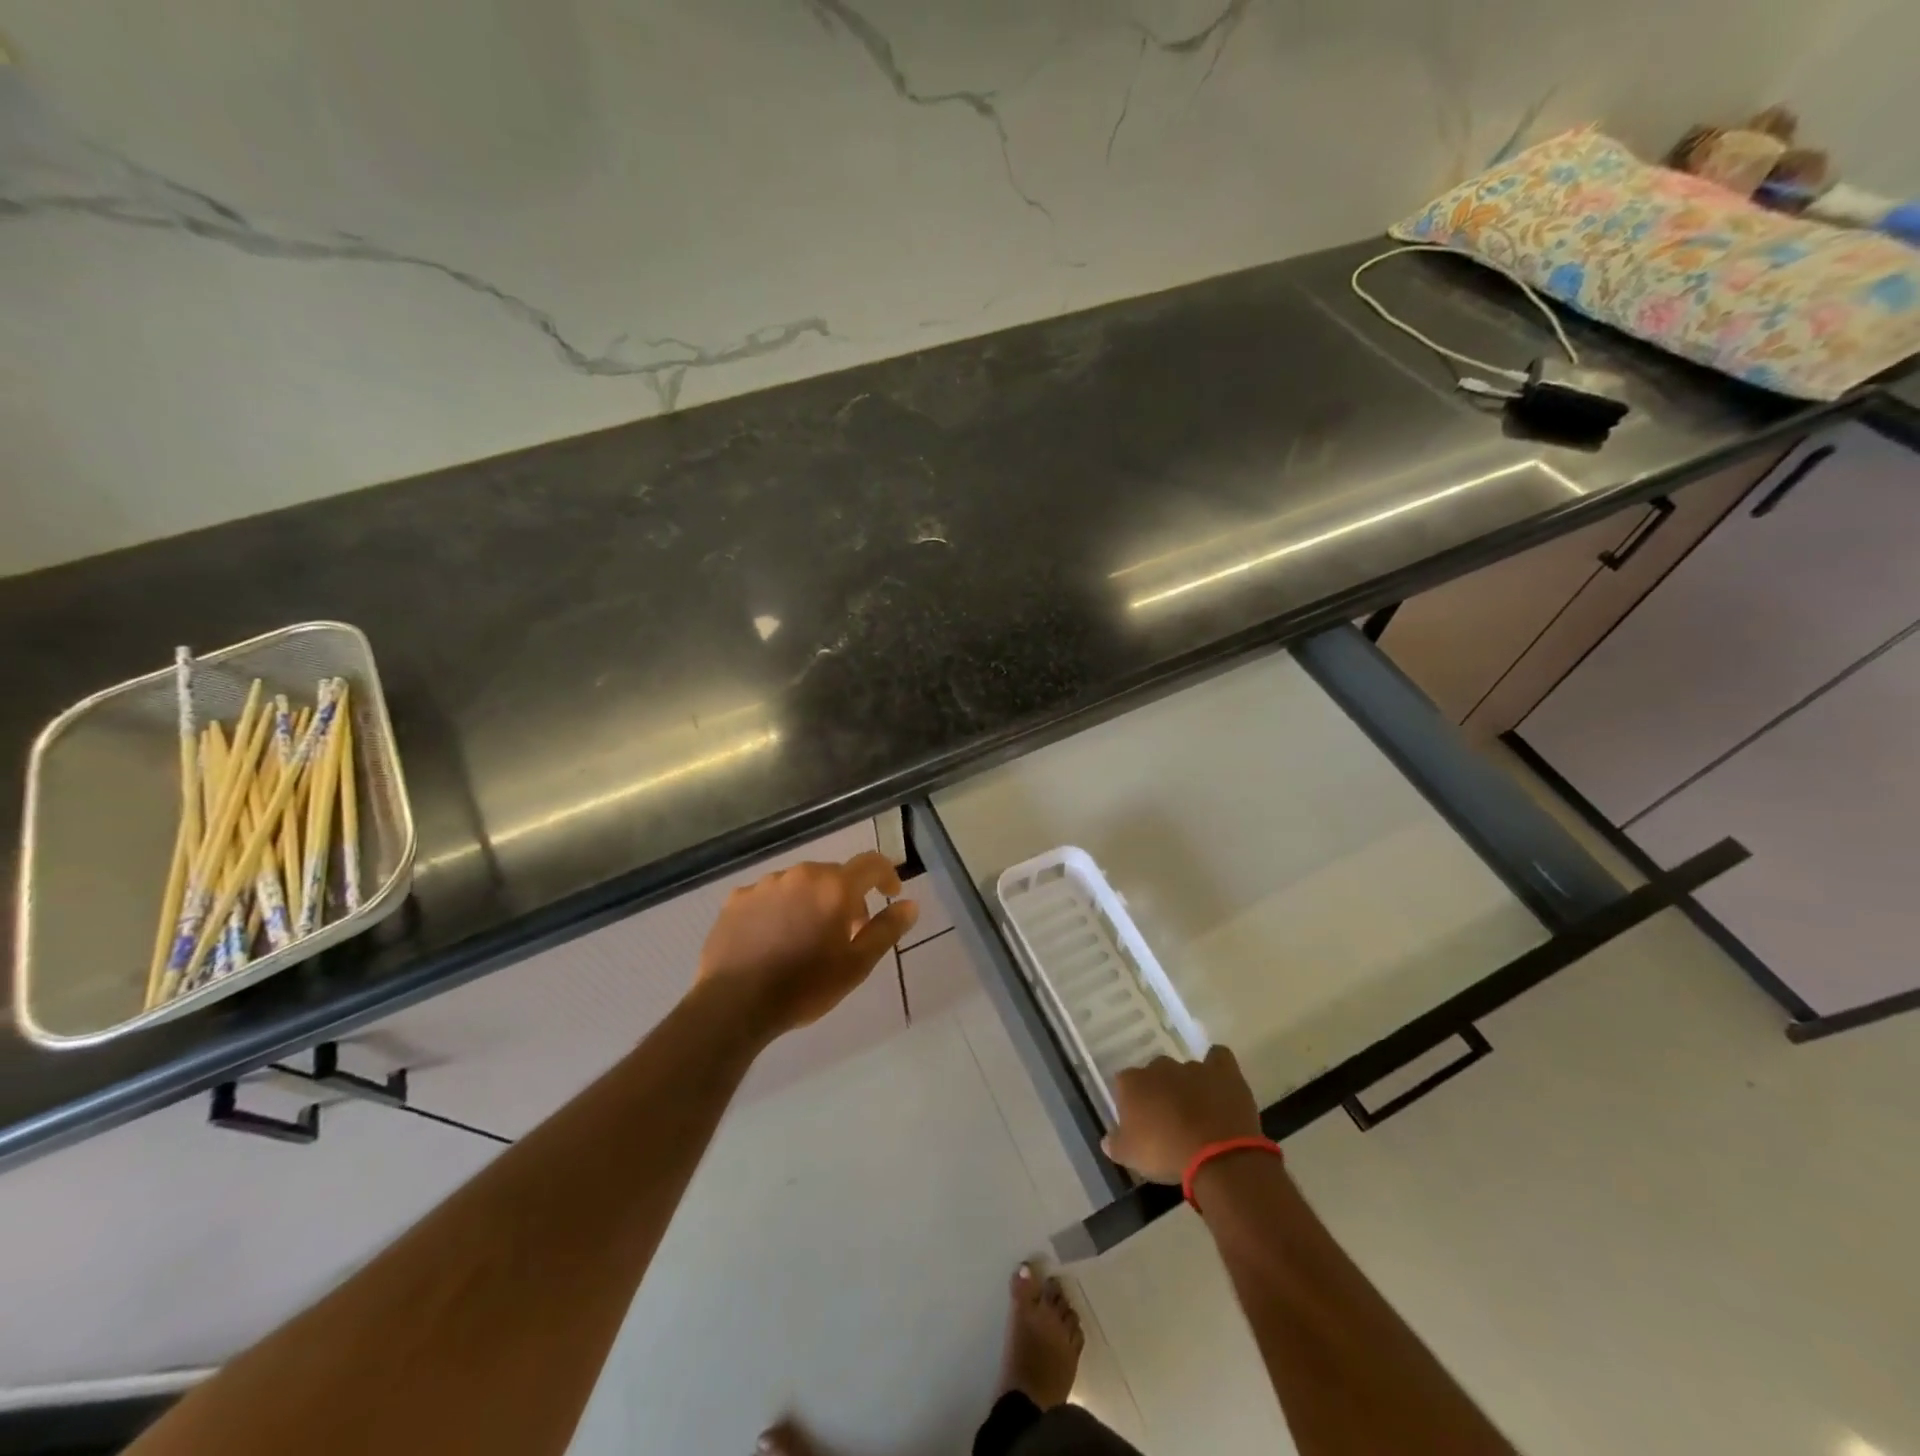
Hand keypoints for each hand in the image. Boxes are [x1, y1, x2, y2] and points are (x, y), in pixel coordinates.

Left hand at [697, 851, 917, 1040]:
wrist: (734, 1004)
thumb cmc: (805, 986)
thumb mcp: (857, 965)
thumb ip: (886, 930)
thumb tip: (910, 904)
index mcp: (834, 887)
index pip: (871, 864)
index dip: (887, 875)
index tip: (891, 895)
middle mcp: (801, 875)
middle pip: (834, 875)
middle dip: (846, 897)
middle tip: (847, 932)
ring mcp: (765, 884)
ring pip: (800, 885)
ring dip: (811, 902)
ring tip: (806, 938)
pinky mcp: (736, 899)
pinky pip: (769, 896)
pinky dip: (780, 910)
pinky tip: (773, 940)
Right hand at [1102, 1046, 1261, 1183]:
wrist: (1216, 1156)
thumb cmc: (1166, 1154)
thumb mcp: (1131, 1158)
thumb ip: (1116, 1144)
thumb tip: (1107, 1140)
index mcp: (1132, 1082)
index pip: (1124, 1084)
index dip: (1131, 1103)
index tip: (1139, 1123)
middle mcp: (1159, 1067)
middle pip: (1155, 1073)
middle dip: (1161, 1090)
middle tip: (1168, 1119)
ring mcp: (1192, 1067)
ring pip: (1185, 1070)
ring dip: (1188, 1086)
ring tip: (1198, 1112)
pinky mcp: (1223, 1071)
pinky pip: (1218, 1057)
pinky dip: (1217, 1067)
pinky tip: (1218, 1081)